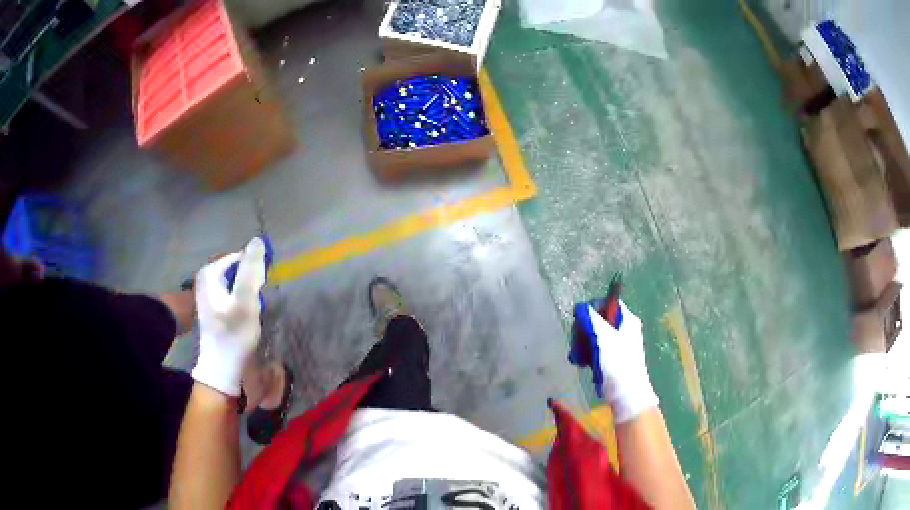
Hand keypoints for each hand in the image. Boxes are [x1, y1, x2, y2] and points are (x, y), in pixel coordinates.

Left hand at [191, 238, 267, 396]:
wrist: (222, 368)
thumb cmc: (234, 334)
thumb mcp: (246, 300)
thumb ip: (251, 270)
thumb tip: (258, 241)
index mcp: (209, 273)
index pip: (240, 257)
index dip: (255, 270)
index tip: (264, 288)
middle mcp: (205, 278)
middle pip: (237, 269)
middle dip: (251, 281)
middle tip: (258, 300)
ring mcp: (208, 292)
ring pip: (236, 282)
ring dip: (249, 291)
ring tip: (254, 308)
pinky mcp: (214, 306)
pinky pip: (233, 292)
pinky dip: (242, 299)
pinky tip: (247, 314)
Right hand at [571, 301, 657, 422]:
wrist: (626, 394)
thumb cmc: (617, 364)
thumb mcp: (602, 337)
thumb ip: (591, 319)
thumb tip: (580, 306)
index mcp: (626, 320)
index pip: (606, 302)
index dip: (591, 309)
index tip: (579, 322)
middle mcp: (623, 329)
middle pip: (597, 319)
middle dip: (583, 331)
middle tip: (577, 344)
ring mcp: (618, 344)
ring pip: (594, 335)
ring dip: (582, 345)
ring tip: (578, 358)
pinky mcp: (612, 358)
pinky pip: (595, 349)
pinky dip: (587, 355)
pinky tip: (583, 364)